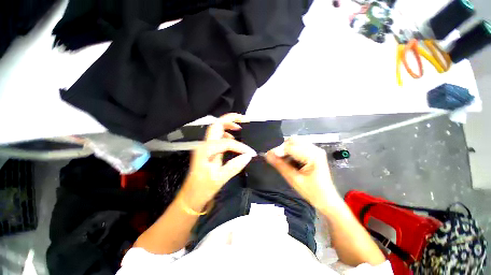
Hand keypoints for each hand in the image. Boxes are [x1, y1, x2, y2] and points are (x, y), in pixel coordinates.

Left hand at [179, 113, 255, 210]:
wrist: (191, 197)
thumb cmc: (203, 189)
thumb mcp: (220, 179)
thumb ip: (234, 166)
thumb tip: (248, 156)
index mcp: (206, 150)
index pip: (227, 142)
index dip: (241, 147)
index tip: (251, 153)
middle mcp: (204, 145)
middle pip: (217, 125)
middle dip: (231, 119)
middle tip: (245, 119)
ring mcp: (205, 147)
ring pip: (217, 129)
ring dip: (228, 124)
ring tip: (241, 126)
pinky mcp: (208, 150)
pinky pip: (218, 137)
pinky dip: (227, 133)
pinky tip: (233, 138)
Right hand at [265, 139, 342, 211]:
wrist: (326, 200)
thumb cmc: (312, 192)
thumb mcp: (293, 179)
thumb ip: (280, 165)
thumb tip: (267, 155)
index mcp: (313, 155)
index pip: (290, 147)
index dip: (277, 150)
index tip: (267, 155)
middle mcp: (315, 149)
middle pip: (293, 141)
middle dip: (282, 148)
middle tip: (275, 158)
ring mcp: (315, 150)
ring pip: (295, 142)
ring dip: (286, 149)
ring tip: (281, 160)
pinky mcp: (313, 153)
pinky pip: (298, 147)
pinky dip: (290, 151)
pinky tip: (288, 160)